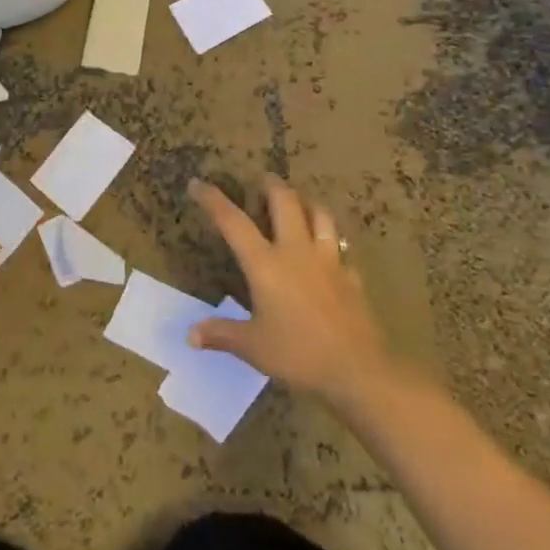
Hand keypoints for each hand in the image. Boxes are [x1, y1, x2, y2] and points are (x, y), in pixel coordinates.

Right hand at [188, 176, 400, 409]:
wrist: (359, 370)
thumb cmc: (299, 354)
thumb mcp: (253, 347)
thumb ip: (222, 335)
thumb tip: (190, 335)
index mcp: (266, 264)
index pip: (233, 222)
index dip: (213, 200)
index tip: (197, 183)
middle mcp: (296, 252)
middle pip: (285, 202)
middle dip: (271, 185)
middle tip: (262, 179)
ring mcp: (328, 261)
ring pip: (320, 215)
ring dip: (306, 202)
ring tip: (299, 202)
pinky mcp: (351, 277)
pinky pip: (341, 248)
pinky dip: (331, 242)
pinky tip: (328, 252)